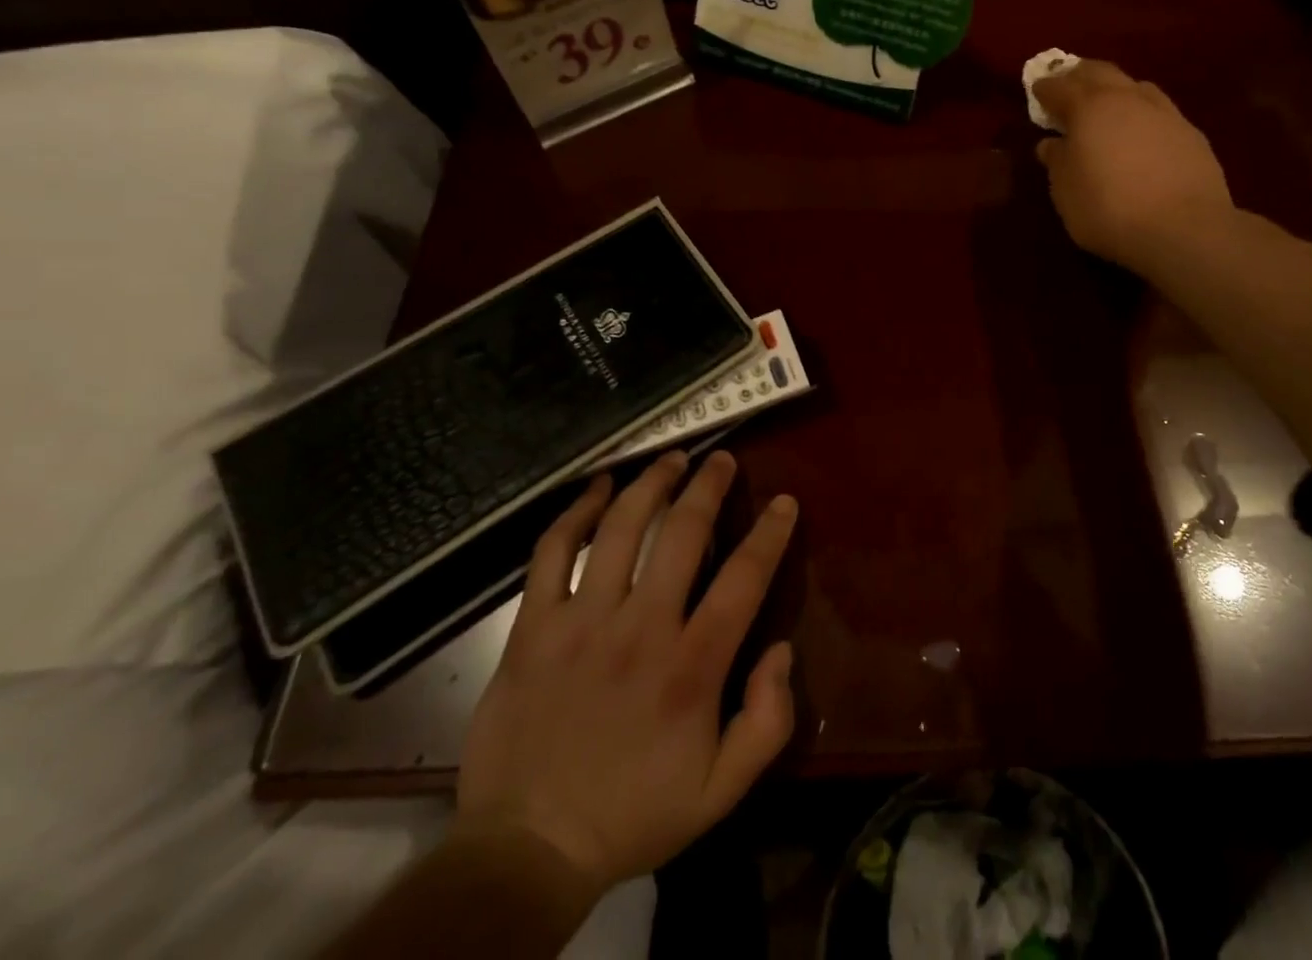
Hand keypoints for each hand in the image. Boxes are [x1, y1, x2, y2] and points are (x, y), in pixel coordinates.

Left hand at [455, 451, 797, 898]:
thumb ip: (768, 721)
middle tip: (722, 459)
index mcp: (691, 668)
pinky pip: (552, 552)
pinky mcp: (533, 627)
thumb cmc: (633, 816)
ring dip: (651, 484)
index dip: (770, 533)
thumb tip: (781, 648)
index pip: (743, 579)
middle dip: (708, 486)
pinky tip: (597, 488)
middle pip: (682, 534)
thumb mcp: (721, 792)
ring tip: (670, 459)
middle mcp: (640, 630)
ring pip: (621, 528)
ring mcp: (581, 623)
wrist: (526, 852)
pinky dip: (576, 512)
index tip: (784, 502)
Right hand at [1033, 59, 1232, 273]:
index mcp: (1089, 108)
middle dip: (1079, 76)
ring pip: (1134, 86)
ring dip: (1115, 89)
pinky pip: (1159, 110)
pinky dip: (1142, 113)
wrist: (1184, 230)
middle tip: (1067, 86)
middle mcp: (1126, 99)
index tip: (1037, 91)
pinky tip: (1141, 132)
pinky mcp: (1191, 133)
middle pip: (1099, 72)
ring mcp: (1164, 112)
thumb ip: (1057, 162)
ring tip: (1106, 106)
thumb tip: (1052, 144)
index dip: (1045, 88)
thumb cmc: (1109, 209)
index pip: (1059, 87)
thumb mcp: (1066, 192)